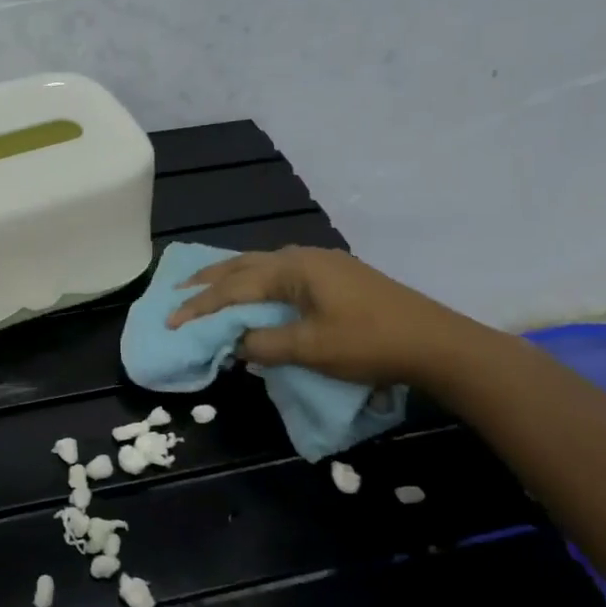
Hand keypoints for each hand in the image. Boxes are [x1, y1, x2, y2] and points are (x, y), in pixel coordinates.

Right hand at [167, 246, 490, 388]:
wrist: (435, 342)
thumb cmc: (369, 343)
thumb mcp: (311, 349)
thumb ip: (265, 344)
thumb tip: (235, 344)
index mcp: (293, 269)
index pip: (234, 288)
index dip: (200, 306)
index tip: (170, 321)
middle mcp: (303, 258)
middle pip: (243, 265)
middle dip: (208, 280)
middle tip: (177, 290)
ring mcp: (322, 264)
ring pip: (262, 265)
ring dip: (231, 277)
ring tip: (206, 285)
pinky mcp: (336, 277)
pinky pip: (280, 272)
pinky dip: (255, 281)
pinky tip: (254, 288)